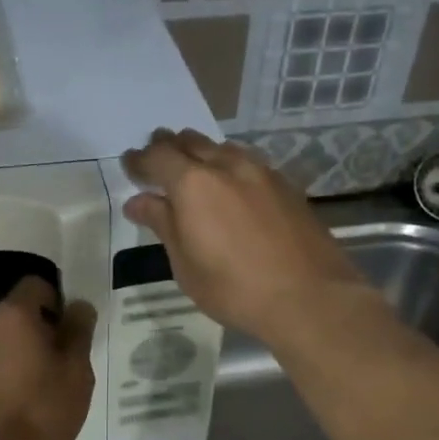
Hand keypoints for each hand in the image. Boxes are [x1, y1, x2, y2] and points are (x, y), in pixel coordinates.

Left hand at [0, 276, 97, 439]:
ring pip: (3, 341)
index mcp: (13, 314)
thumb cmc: (40, 410)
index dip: (59, 301)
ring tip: (44, 388)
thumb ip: (78, 332)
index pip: (37, 285)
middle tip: (64, 363)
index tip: (73, 332)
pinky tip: (22, 404)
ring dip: (23, 353)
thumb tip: (78, 306)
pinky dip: (6, 373)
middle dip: (41, 330)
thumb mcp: (76, 371)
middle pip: (18, 314)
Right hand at [121, 129, 366, 344]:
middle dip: (168, 147)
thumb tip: (138, 201)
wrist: (309, 297)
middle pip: (190, 142)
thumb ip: (163, 224)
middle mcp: (227, 166)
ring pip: (222, 148)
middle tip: (156, 160)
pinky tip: (231, 185)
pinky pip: (248, 162)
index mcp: (193, 184)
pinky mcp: (286, 186)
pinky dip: (229, 166)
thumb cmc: (234, 289)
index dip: (139, 160)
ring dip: (201, 153)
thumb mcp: (186, 264)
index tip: (129, 166)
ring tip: (192, 170)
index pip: (157, 157)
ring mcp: (262, 172)